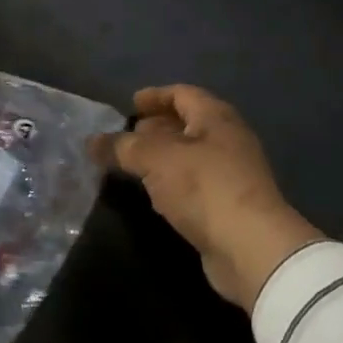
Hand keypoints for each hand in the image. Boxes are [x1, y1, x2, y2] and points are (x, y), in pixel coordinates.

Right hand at [95, 86, 322, 312]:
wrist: (251, 247)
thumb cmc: (204, 188)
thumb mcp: (155, 159)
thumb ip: (122, 147)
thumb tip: (91, 141)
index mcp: (216, 118)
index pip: (182, 94)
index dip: (155, 96)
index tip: (130, 104)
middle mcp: (227, 140)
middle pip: (188, 124)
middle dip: (157, 127)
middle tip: (127, 136)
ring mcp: (231, 174)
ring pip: (190, 156)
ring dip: (162, 157)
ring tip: (132, 165)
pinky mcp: (228, 206)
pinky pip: (194, 183)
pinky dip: (172, 182)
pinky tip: (154, 194)